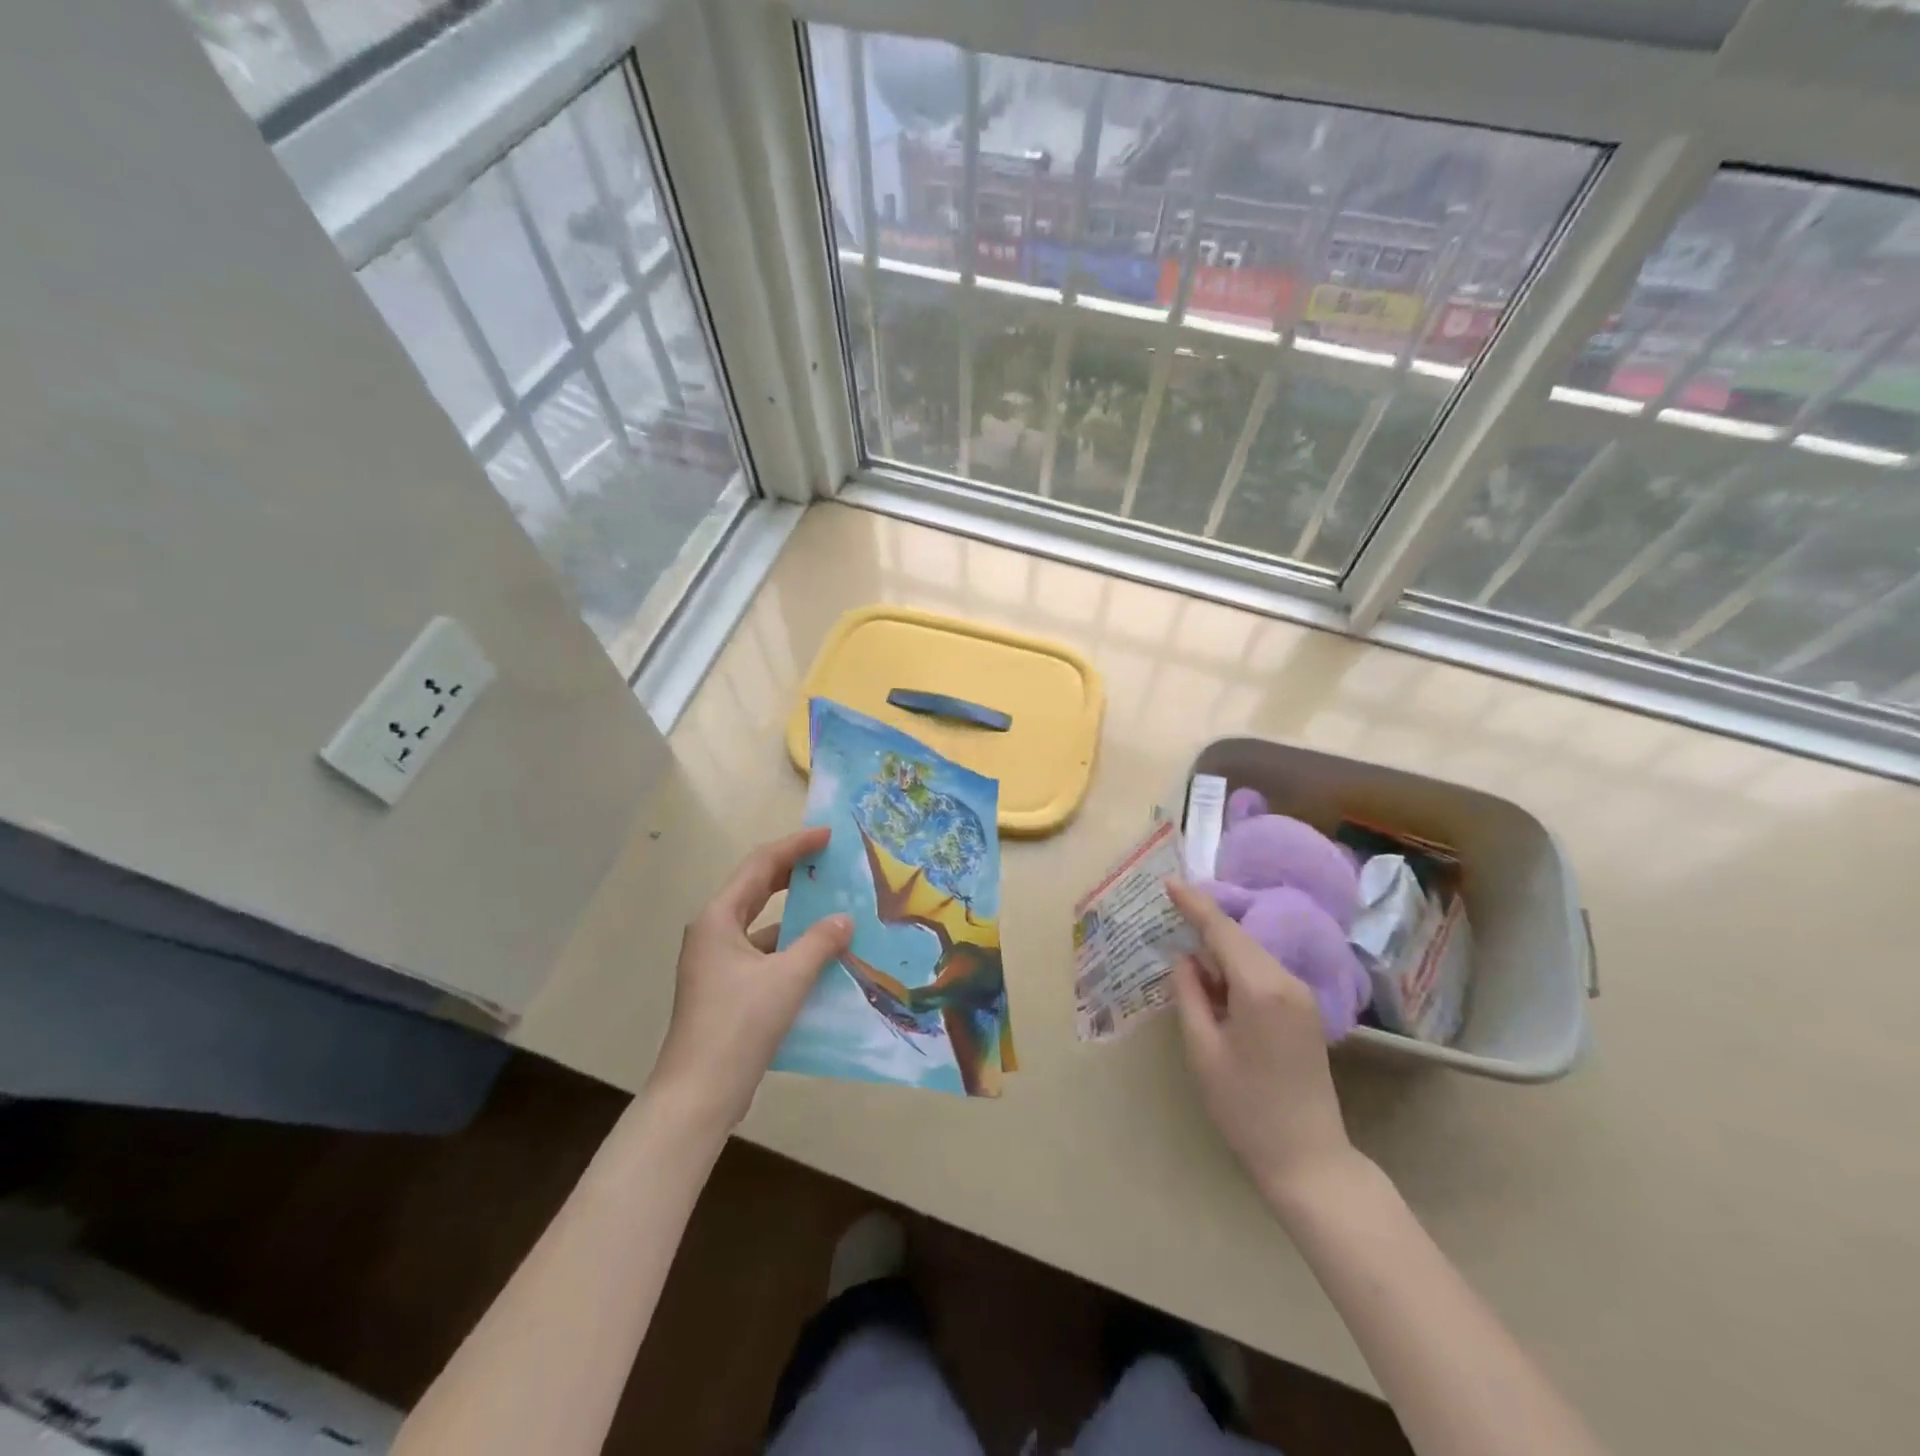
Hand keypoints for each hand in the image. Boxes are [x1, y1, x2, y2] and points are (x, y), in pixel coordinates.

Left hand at [648, 828, 852, 1133]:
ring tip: (835, 909)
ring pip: (763, 925)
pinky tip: (822, 958)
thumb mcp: (787, 978)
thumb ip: (819, 942)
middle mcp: (714, 932)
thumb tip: (844, 919)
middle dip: (795, 874)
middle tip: (831, 862)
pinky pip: (764, 954)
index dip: (796, 846)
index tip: (828, 835)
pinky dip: (791, 949)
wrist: (699, 1093)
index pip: (761, 865)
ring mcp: (718, 963)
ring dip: (796, 917)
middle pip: (758, 889)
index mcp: (719, 918)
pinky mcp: (727, 990)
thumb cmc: (739, 1024)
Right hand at [1165, 879, 1359, 1211]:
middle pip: (1238, 940)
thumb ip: (1190, 995)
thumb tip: (1186, 961)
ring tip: (1186, 965)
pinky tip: (1215, 988)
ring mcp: (1301, 997)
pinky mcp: (1305, 1014)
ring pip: (1251, 957)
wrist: (1308, 1159)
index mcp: (1260, 987)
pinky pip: (1264, 976)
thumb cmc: (1245, 1107)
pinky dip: (1236, 973)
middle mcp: (1286, 982)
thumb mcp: (1203, 1049)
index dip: (1194, 905)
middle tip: (1169, 922)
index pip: (1222, 930)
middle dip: (1205, 928)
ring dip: (1219, 955)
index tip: (1169, 882)